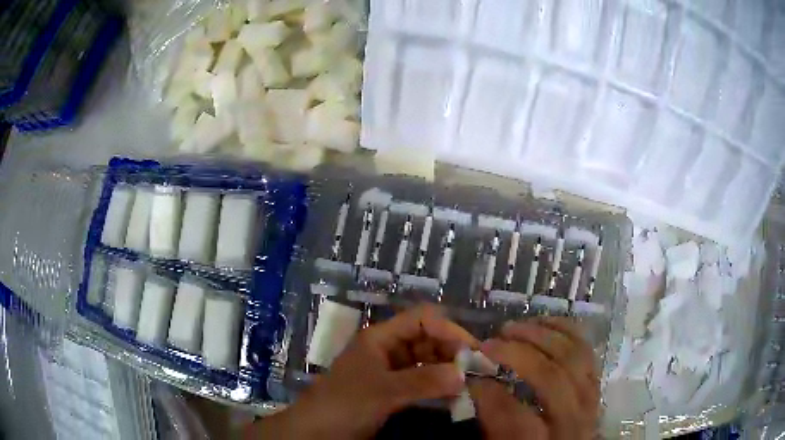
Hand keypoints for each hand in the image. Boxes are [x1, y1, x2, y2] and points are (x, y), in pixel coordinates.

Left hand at [248, 305, 478, 439]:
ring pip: (426, 360)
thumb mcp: (383, 392)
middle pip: (427, 339)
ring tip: (470, 382)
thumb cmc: (344, 403)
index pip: (422, 320)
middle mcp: (387, 349)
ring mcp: (390, 370)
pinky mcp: (392, 390)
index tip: (472, 351)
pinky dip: (438, 384)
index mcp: (380, 337)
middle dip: (452, 351)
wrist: (317, 431)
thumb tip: (464, 374)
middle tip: (477, 370)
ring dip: (448, 368)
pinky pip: (421, 380)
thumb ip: (424, 382)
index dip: (448, 330)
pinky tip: (454, 393)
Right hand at [469, 317, 599, 439]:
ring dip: (543, 335)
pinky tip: (546, 323)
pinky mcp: (596, 384)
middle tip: (490, 343)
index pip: (516, 416)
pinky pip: (587, 351)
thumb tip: (477, 385)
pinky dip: (567, 331)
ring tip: (515, 328)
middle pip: (551, 378)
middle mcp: (573, 420)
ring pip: (574, 357)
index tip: (470, 378)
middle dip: (518, 353)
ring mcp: (590, 399)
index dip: (489, 394)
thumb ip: (491, 423)